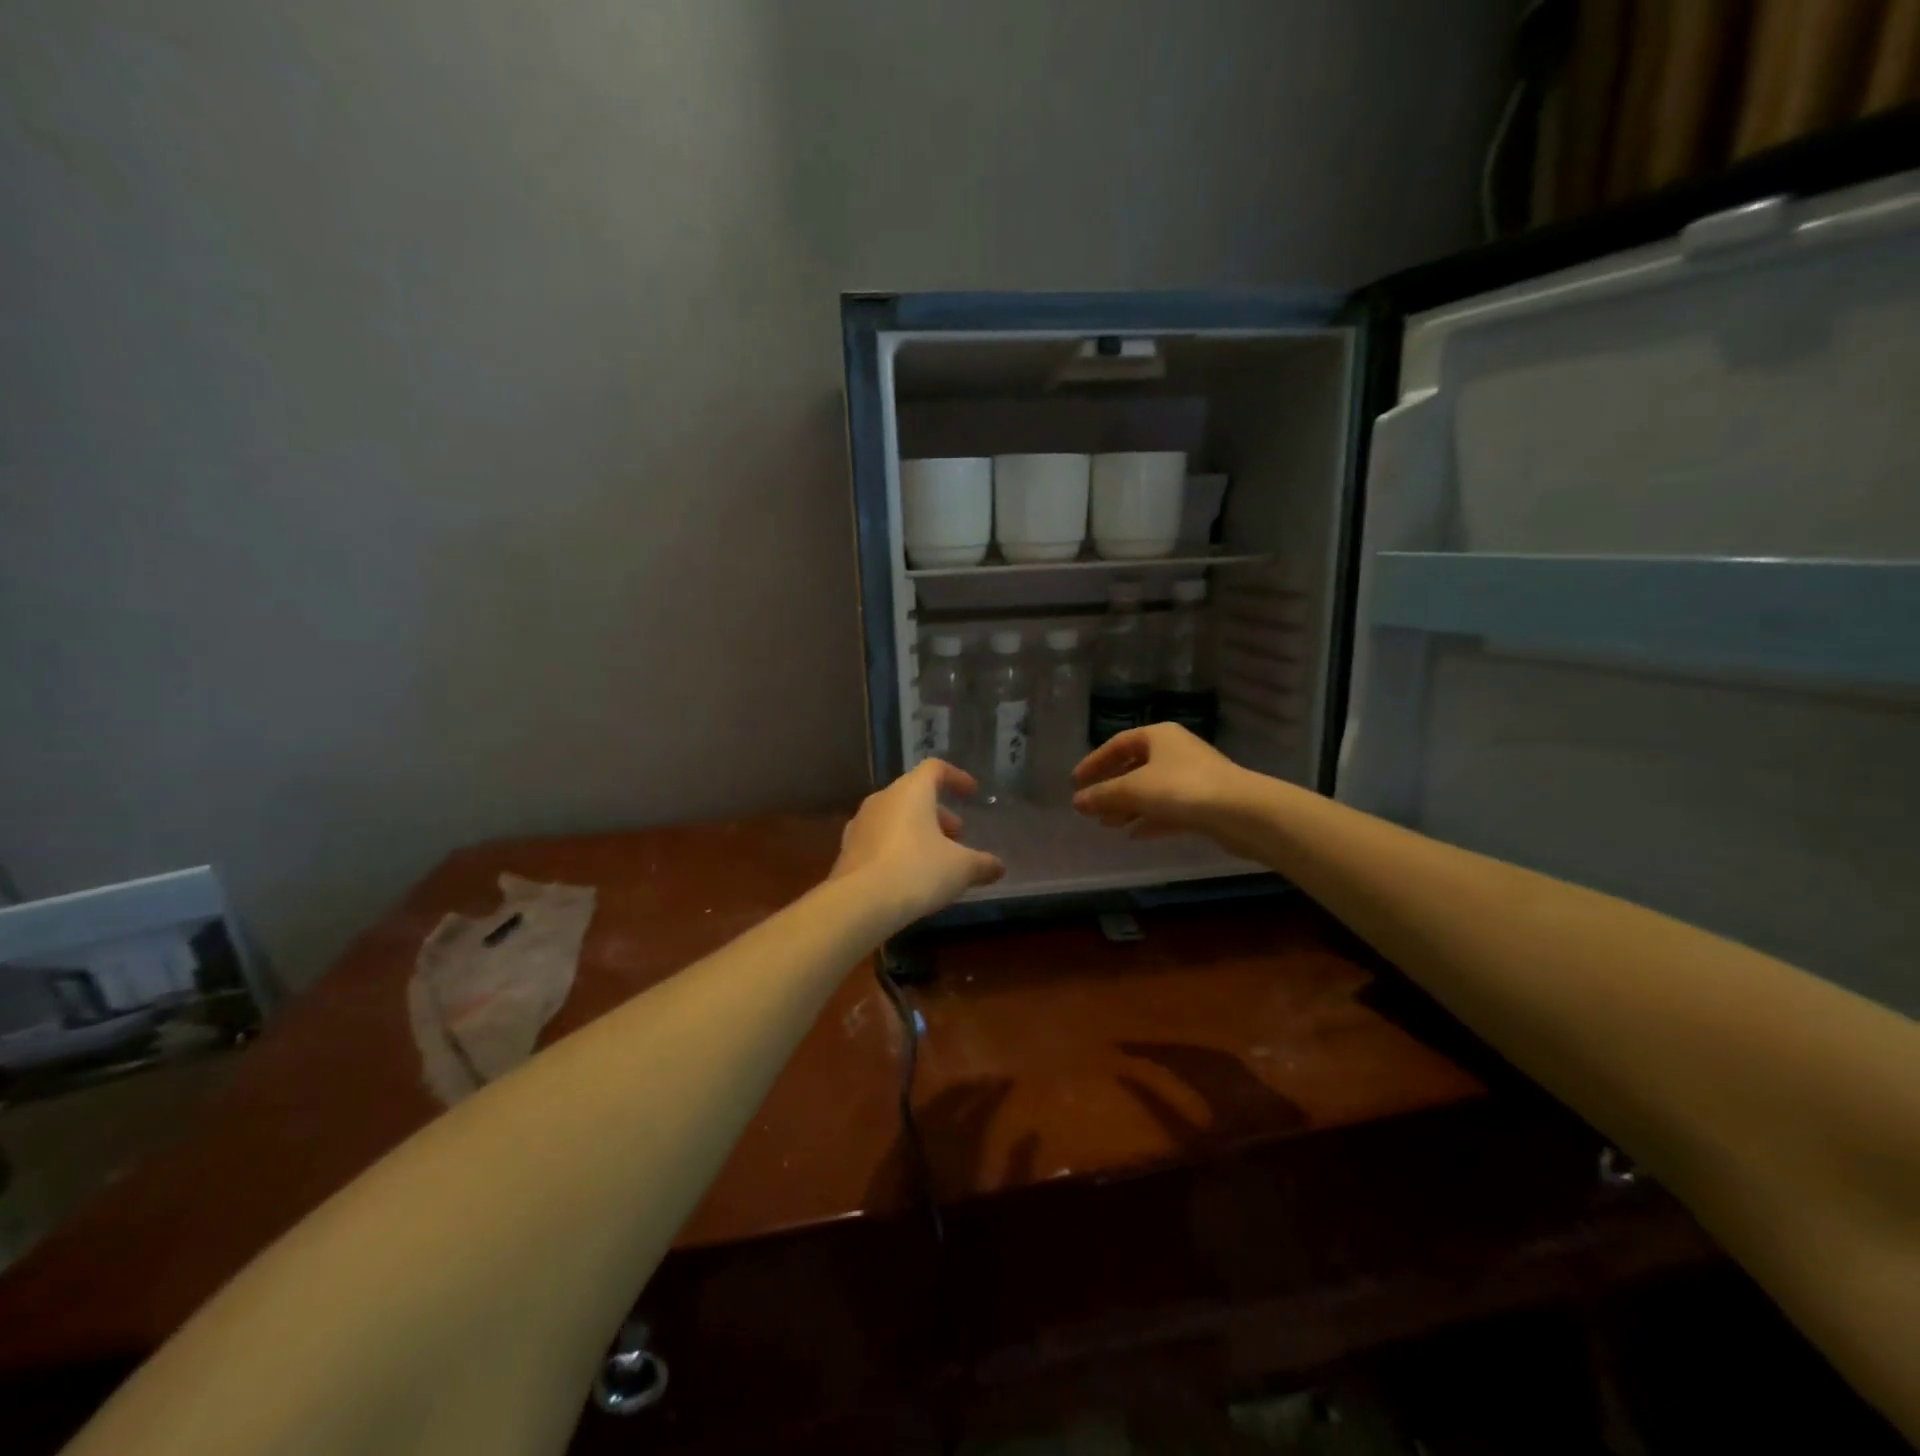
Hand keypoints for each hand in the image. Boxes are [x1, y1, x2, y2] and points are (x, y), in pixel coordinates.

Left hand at [831, 759, 1004, 925]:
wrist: (860, 903)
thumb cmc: (917, 871)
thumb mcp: (961, 869)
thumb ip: (982, 864)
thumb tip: (998, 867)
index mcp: (910, 791)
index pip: (935, 769)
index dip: (956, 777)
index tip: (971, 792)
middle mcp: (882, 800)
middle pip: (913, 795)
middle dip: (938, 813)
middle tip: (957, 835)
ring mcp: (860, 825)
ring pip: (895, 818)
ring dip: (917, 831)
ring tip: (935, 858)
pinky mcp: (847, 851)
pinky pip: (879, 840)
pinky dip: (897, 848)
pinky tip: (908, 875)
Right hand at [1072, 724, 1255, 843]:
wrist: (1242, 812)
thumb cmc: (1181, 789)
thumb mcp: (1133, 790)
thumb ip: (1102, 795)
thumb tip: (1077, 801)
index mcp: (1158, 736)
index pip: (1118, 744)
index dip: (1094, 762)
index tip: (1076, 782)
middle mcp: (1176, 751)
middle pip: (1135, 766)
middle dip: (1111, 788)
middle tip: (1091, 807)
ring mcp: (1193, 777)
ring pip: (1152, 790)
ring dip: (1128, 806)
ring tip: (1108, 825)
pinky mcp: (1205, 802)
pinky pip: (1169, 808)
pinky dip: (1150, 819)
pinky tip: (1135, 835)